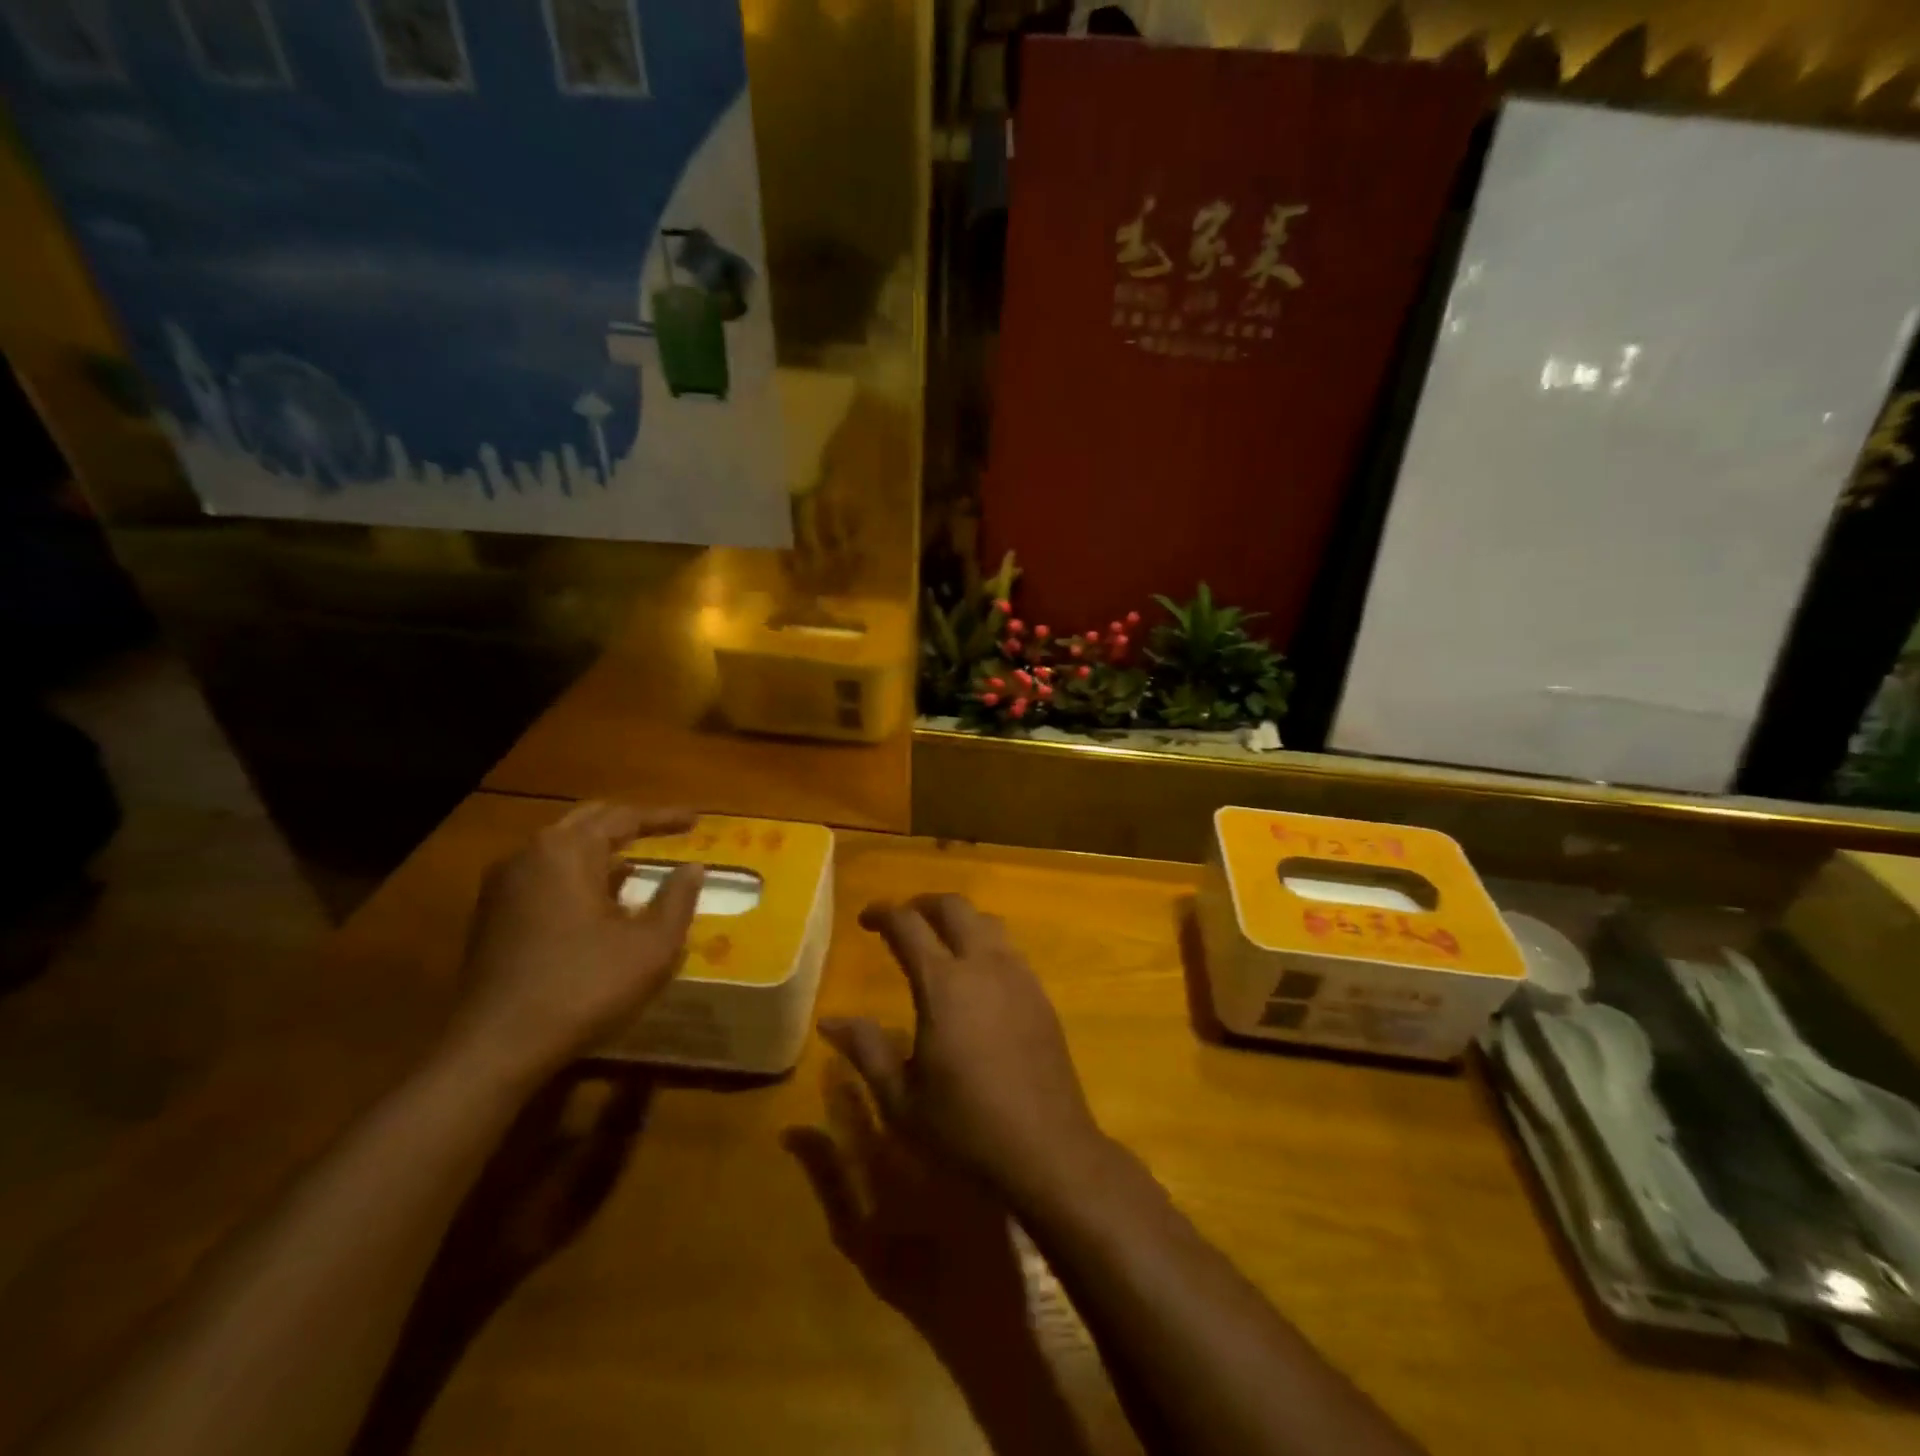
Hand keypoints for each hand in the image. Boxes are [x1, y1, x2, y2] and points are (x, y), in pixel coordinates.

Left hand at [444, 802, 703, 1083]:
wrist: (496, 1046)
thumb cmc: (584, 986)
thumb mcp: (651, 945)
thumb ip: (677, 899)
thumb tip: (693, 868)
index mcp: (567, 851)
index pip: (624, 817)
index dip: (664, 817)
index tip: (696, 820)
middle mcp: (530, 856)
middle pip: (587, 822)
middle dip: (628, 823)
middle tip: (665, 830)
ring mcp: (503, 886)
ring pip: (561, 849)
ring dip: (601, 850)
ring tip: (636, 864)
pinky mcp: (492, 917)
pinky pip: (544, 876)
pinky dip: (578, 875)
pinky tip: (599, 902)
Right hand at [821, 894, 1107, 1206]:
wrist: (1048, 1150)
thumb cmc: (965, 1128)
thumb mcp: (901, 1098)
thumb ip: (866, 1050)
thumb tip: (830, 1021)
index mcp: (944, 984)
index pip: (908, 925)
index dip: (883, 913)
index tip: (866, 918)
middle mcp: (984, 965)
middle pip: (954, 907)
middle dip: (923, 903)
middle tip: (902, 920)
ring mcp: (1018, 976)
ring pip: (987, 922)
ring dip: (958, 920)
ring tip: (939, 941)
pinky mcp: (1040, 995)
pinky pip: (1009, 948)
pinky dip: (985, 942)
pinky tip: (976, 977)